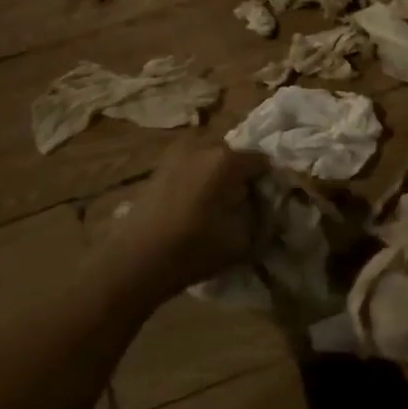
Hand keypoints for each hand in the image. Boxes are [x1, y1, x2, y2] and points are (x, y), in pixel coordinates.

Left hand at [96, 141, 269, 299]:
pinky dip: (200, 181)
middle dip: (244, 177)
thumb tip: (273, 211)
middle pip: (235, 157)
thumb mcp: (244, 243)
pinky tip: (196, 208)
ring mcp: (176, 155)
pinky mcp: (159, 168)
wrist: (135, 261)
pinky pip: (191, 168)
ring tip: (220, 208)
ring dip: (220, 178)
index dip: (270, 182)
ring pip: (211, 161)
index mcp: (227, 160)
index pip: (263, 162)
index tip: (270, 203)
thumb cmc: (194, 249)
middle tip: (246, 205)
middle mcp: (202, 147)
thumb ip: (266, 222)